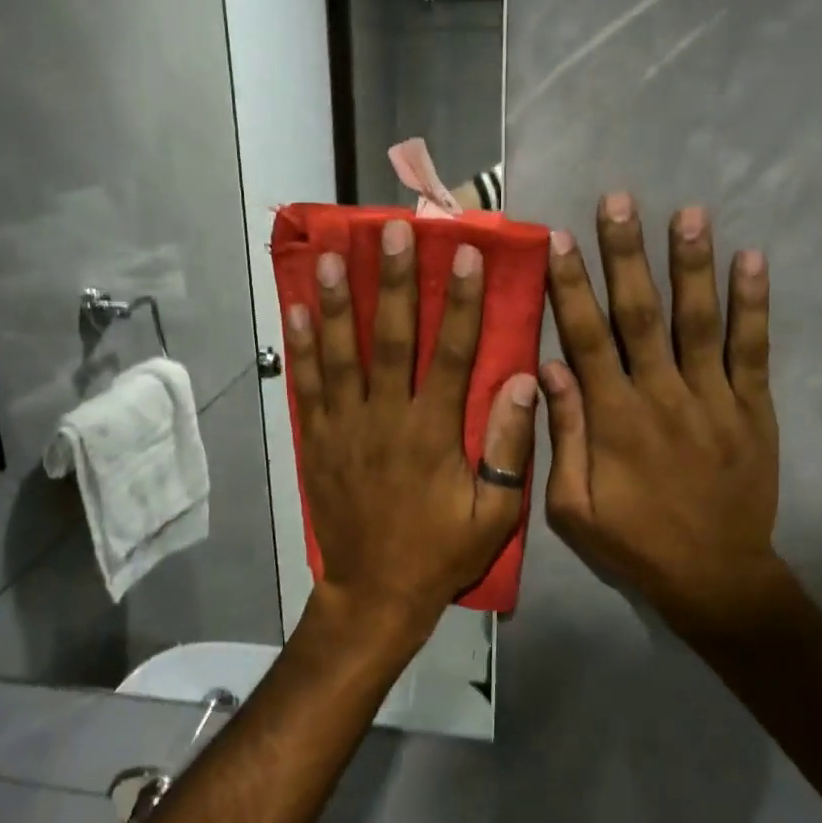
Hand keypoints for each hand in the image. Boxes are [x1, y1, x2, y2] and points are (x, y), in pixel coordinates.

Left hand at [283, 218, 539, 650]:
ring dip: (335, 303)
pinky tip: (294, 311)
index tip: (466, 254)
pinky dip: (300, 348)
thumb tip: (527, 381)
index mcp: (433, 432)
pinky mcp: (316, 441)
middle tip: (394, 231)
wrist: (375, 591)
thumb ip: (509, 447)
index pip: (453, 354)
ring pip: (340, 354)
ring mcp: (344, 427)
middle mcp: (386, 418)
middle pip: (391, 338)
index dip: (462, 302)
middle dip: (394, 282)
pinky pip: (307, 387)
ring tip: (330, 256)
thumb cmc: (440, 551)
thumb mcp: (494, 513)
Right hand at [540, 194, 782, 644]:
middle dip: (626, 255)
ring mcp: (713, 399)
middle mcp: (662, 396)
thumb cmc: (634, 542)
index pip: (586, 338)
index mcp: (614, 419)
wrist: (715, 575)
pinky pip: (753, 349)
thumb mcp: (572, 507)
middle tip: (619, 201)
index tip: (559, 239)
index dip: (571, 286)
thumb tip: (548, 369)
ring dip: (692, 265)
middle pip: (640, 315)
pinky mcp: (753, 409)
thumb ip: (562, 437)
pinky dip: (753, 304)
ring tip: (689, 212)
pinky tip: (752, 260)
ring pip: (699, 321)